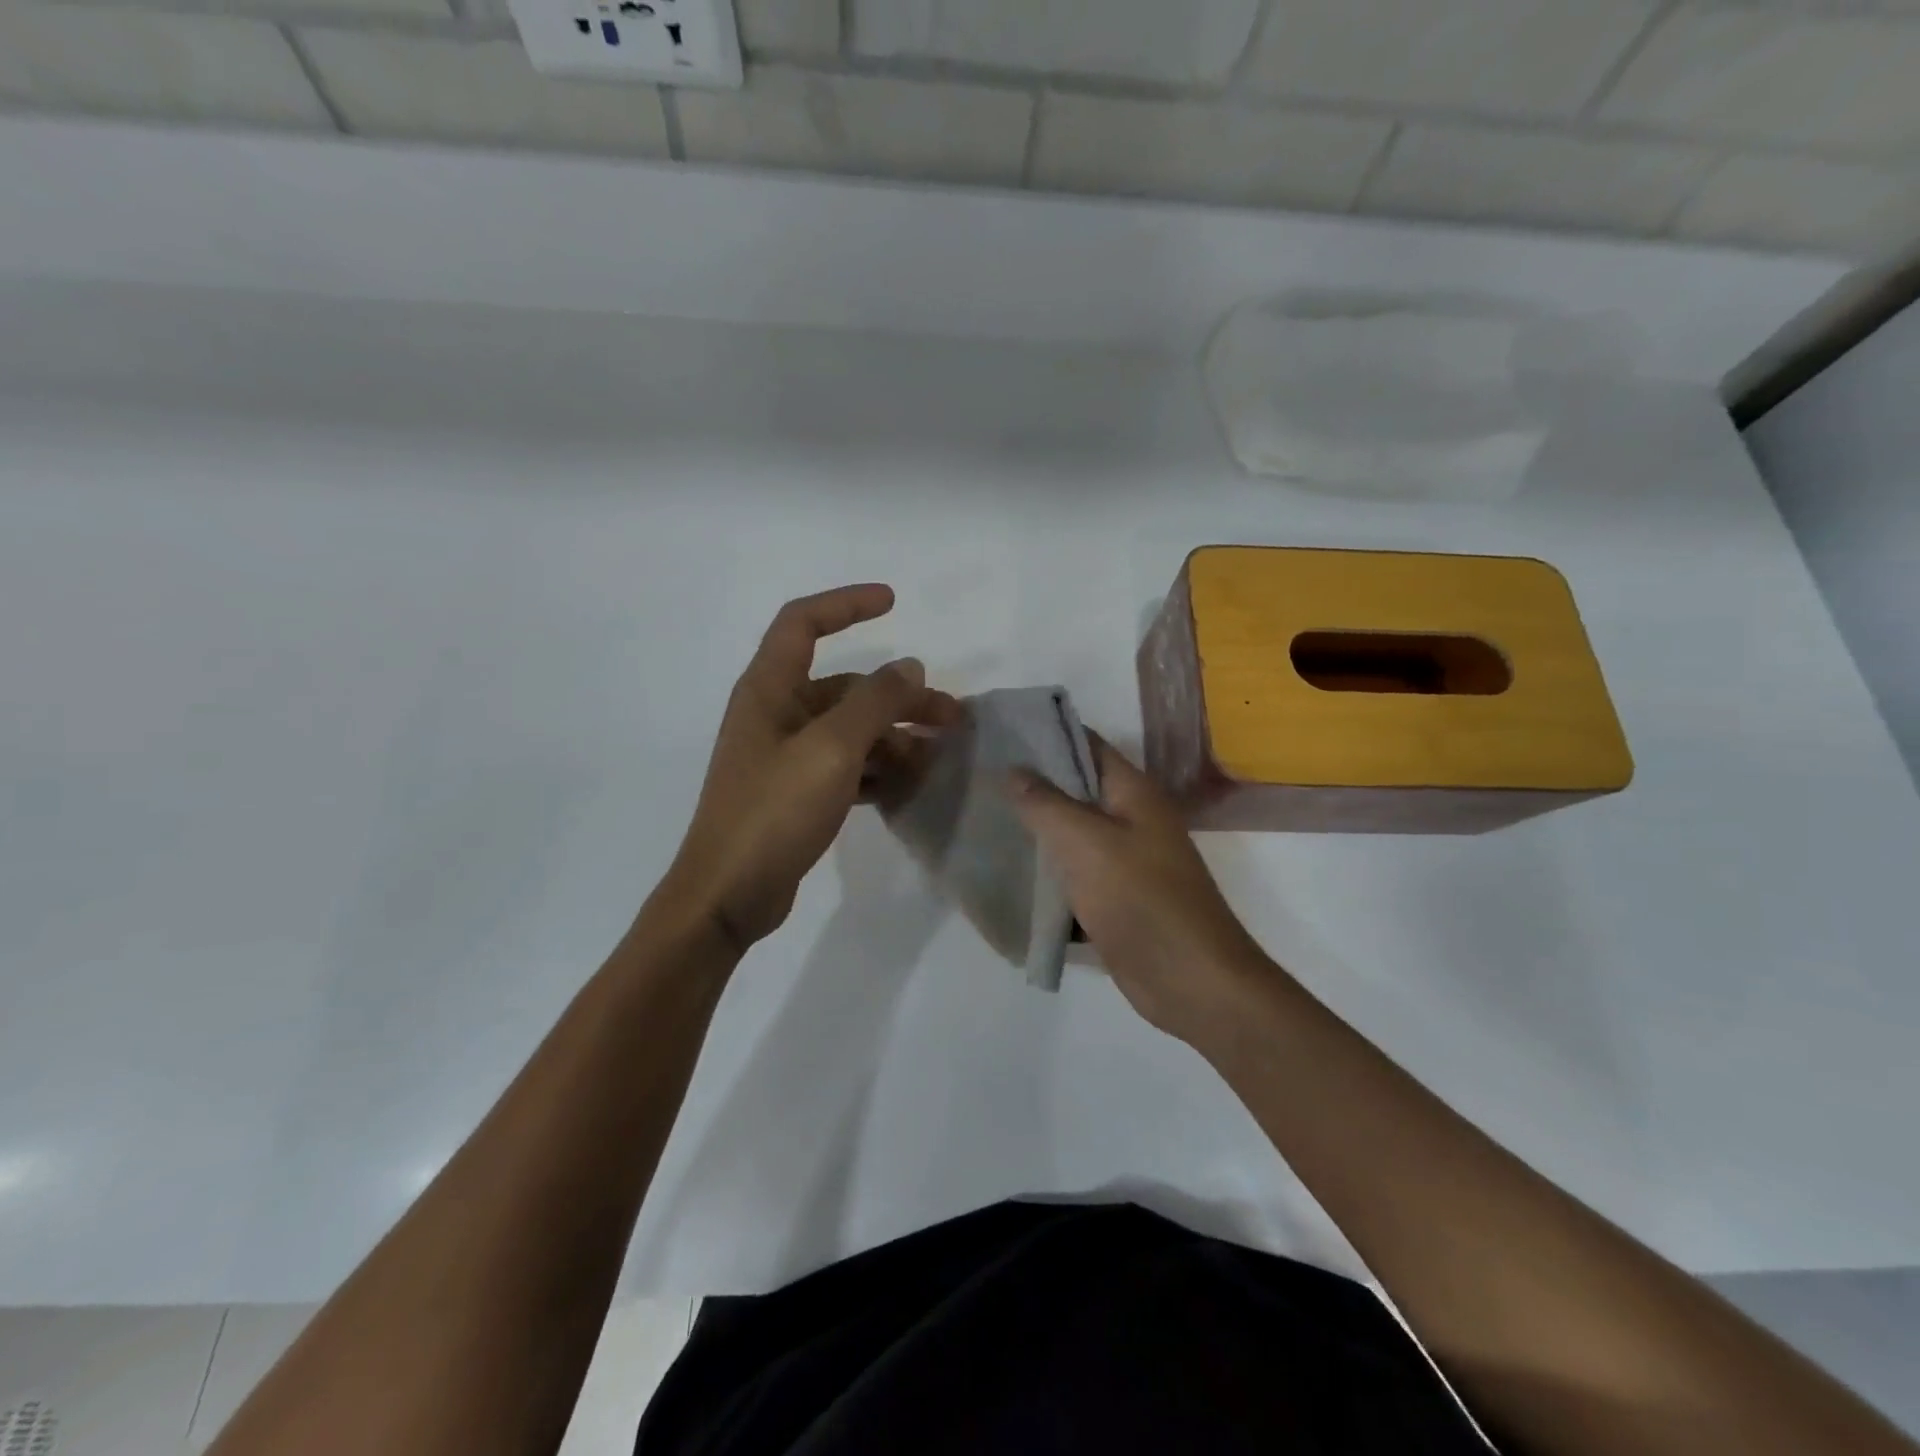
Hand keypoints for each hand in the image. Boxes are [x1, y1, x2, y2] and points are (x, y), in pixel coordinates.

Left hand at [665, 584, 960, 950]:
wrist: (729, 894)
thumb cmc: (774, 811)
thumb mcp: (832, 750)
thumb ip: (874, 702)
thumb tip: (909, 666)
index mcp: (770, 690)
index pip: (803, 623)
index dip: (846, 605)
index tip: (893, 602)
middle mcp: (776, 715)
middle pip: (846, 688)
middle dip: (899, 697)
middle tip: (952, 718)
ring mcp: (786, 756)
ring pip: (851, 731)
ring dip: (895, 739)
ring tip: (938, 760)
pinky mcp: (796, 793)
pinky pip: (846, 767)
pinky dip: (878, 771)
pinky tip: (909, 787)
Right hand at [1009, 737, 1269, 1043]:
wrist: (1190, 981)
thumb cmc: (1140, 899)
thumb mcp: (1085, 842)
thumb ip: (1045, 803)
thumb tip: (1014, 769)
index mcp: (1133, 793)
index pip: (1086, 745)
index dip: (1045, 735)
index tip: (998, 734)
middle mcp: (1132, 819)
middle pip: (1077, 789)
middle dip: (1032, 784)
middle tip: (980, 777)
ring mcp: (1125, 861)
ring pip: (1072, 834)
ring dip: (1036, 830)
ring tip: (984, 818)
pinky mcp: (1116, 899)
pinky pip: (1075, 875)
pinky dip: (1048, 873)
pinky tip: (1009, 872)